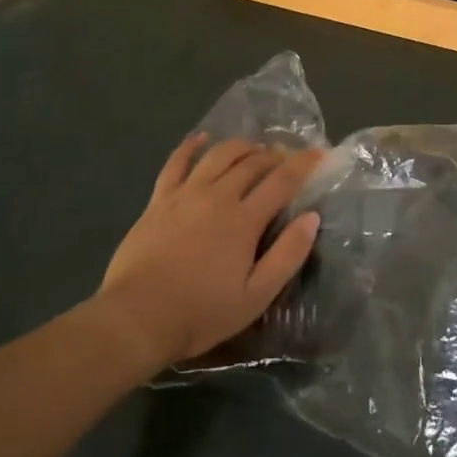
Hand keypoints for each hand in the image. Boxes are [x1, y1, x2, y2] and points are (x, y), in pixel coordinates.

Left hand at [97, 135, 321, 370]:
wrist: (137, 318)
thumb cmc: (201, 313)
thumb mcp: (255, 296)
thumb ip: (287, 255)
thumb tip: (311, 218)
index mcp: (244, 220)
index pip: (282, 181)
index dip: (303, 164)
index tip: (319, 154)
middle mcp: (217, 196)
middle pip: (252, 163)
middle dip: (274, 156)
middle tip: (286, 159)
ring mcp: (185, 194)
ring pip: (219, 155)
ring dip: (241, 146)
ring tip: (254, 148)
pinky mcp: (159, 199)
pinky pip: (176, 162)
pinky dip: (191, 146)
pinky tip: (201, 138)